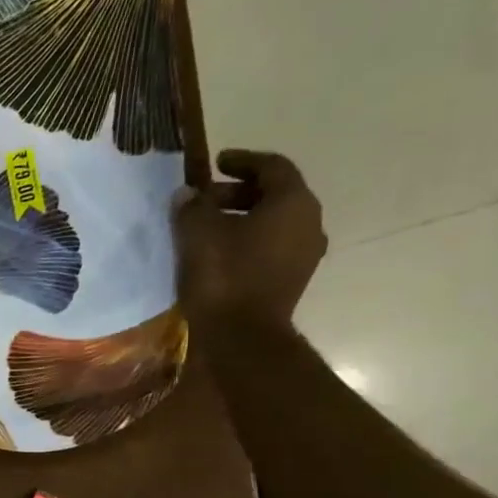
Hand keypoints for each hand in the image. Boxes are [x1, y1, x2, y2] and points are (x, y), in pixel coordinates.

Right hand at [172, 150, 326, 327]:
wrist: (243, 337)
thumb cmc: (223, 277)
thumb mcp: (198, 235)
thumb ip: (192, 207)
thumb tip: (188, 194)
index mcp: (292, 202)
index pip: (272, 166)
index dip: (242, 161)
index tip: (215, 163)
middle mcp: (308, 221)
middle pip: (275, 194)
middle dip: (238, 192)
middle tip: (204, 199)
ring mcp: (304, 253)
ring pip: (274, 222)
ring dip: (242, 218)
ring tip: (208, 227)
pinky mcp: (292, 279)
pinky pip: (271, 247)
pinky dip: (248, 241)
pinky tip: (220, 253)